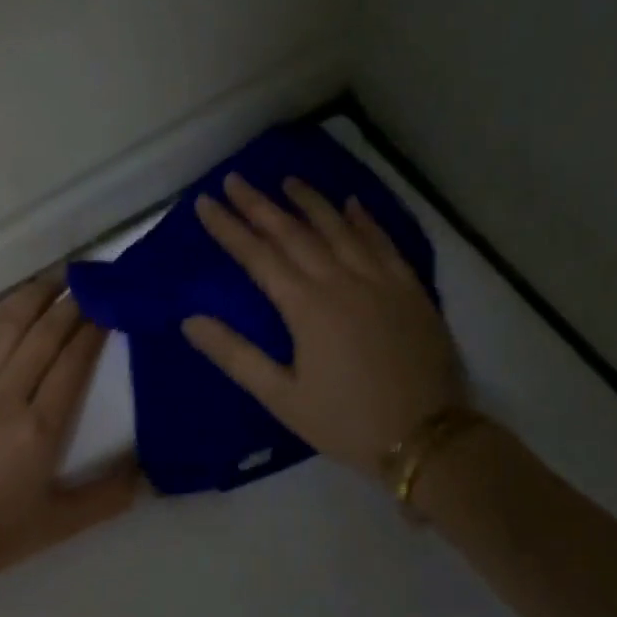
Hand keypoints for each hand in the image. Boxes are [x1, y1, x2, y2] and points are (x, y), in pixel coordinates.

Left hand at [0, 275, 141, 585]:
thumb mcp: (63, 523)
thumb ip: (111, 495)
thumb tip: (148, 472)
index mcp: (39, 429)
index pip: (72, 360)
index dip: (93, 327)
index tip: (109, 305)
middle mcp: (5, 398)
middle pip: (42, 334)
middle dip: (70, 302)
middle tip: (90, 281)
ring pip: (5, 327)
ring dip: (33, 297)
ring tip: (55, 279)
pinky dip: (0, 318)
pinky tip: (14, 309)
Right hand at [181, 173, 466, 478]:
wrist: (426, 437)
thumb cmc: (345, 421)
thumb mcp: (282, 397)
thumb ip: (236, 355)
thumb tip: (191, 320)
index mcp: (307, 307)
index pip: (259, 256)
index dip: (229, 228)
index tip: (205, 202)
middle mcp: (343, 281)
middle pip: (295, 233)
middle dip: (260, 205)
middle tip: (235, 179)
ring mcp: (381, 281)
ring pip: (340, 228)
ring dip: (310, 202)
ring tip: (287, 181)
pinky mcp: (410, 290)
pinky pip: (384, 242)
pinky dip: (364, 220)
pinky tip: (352, 204)